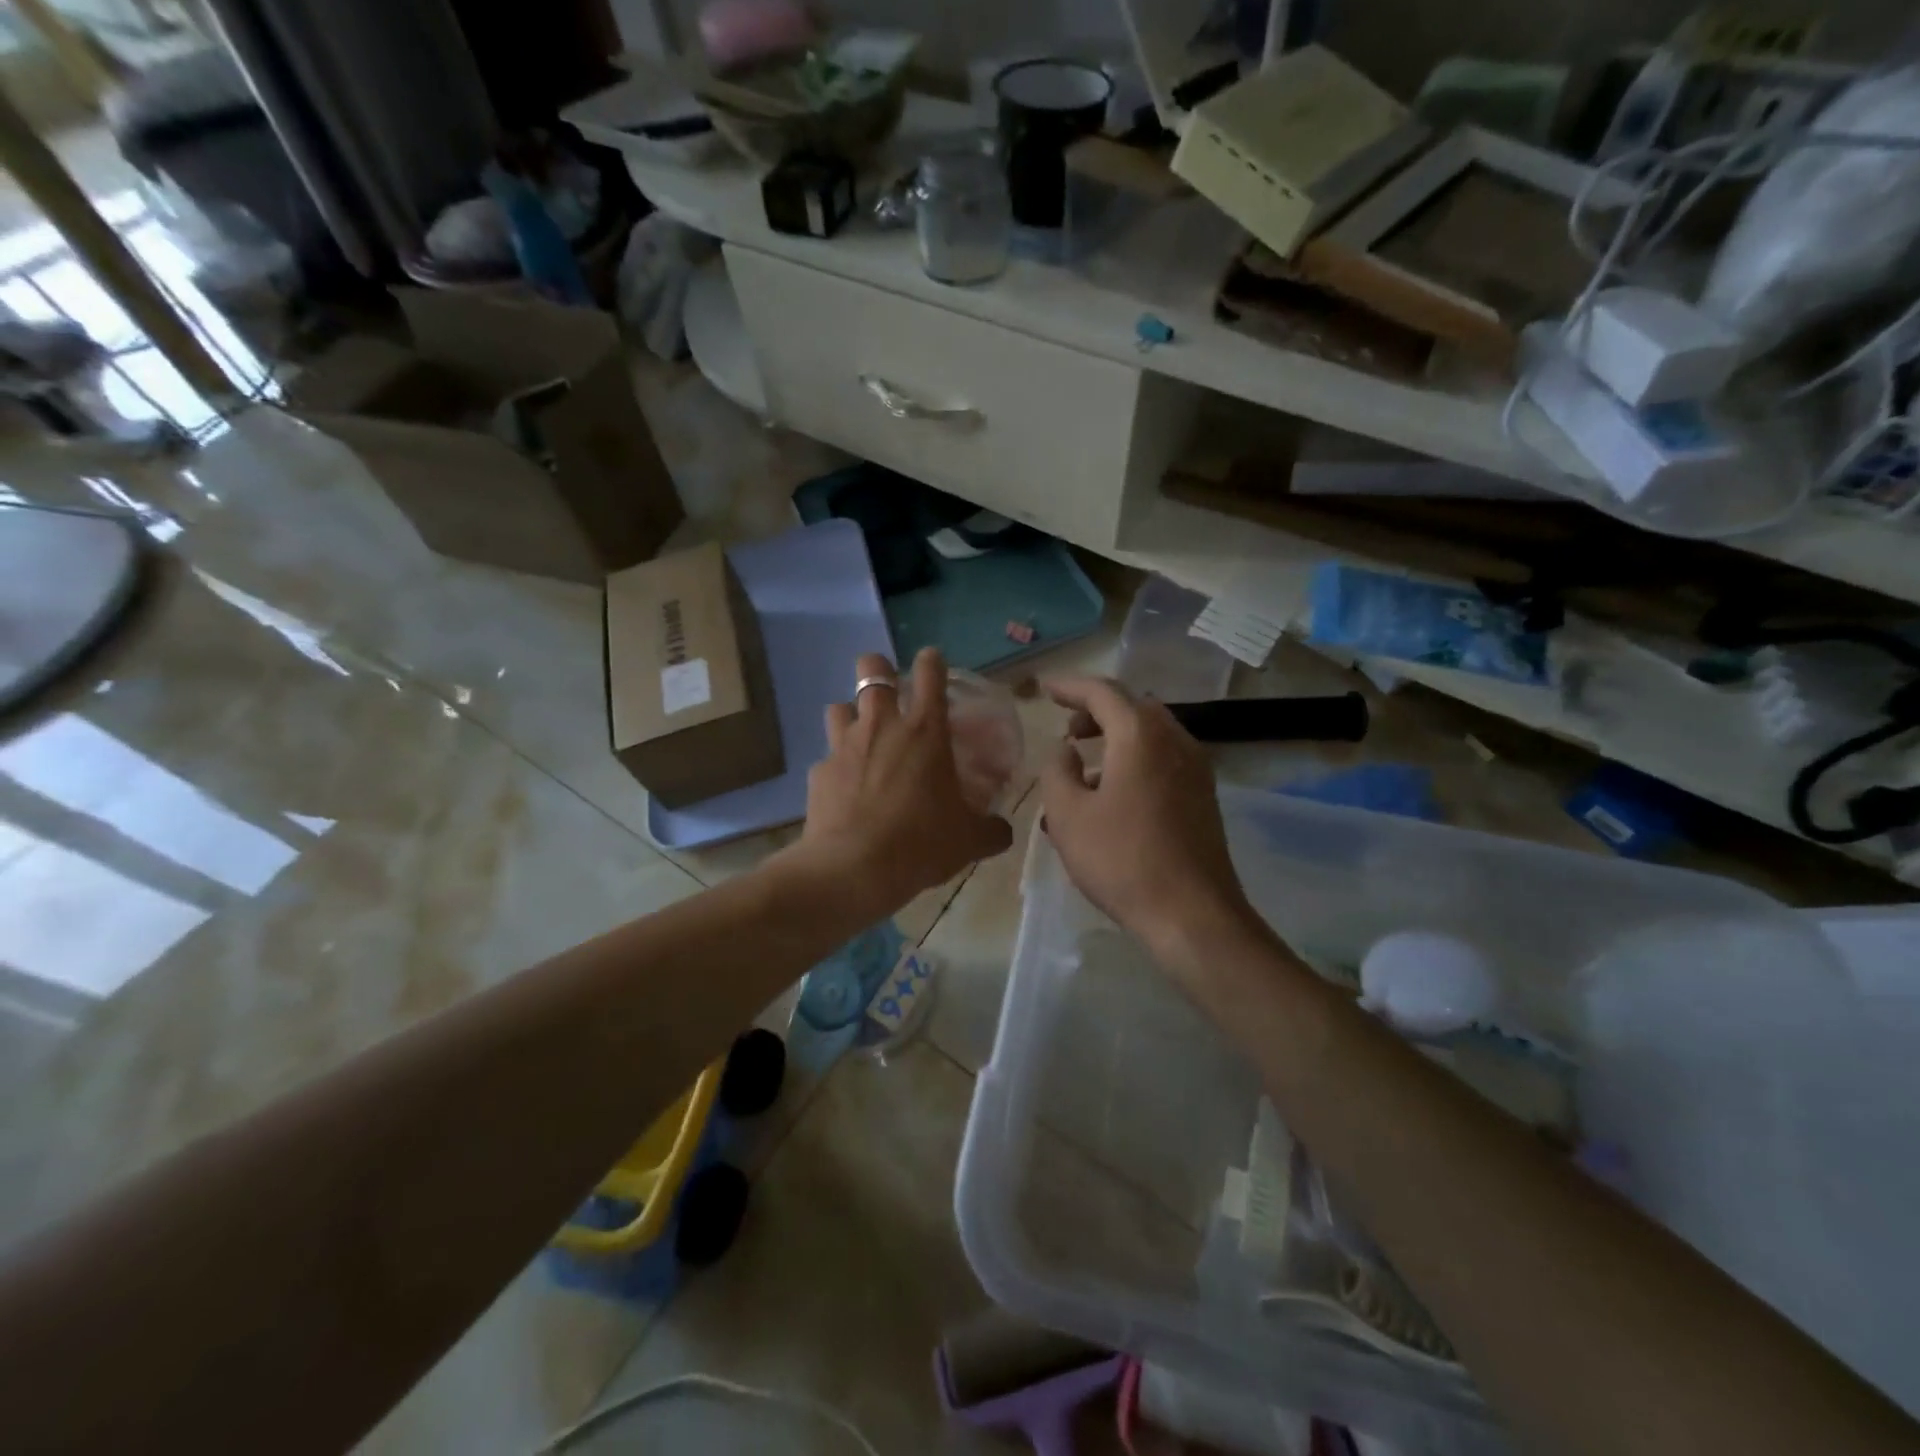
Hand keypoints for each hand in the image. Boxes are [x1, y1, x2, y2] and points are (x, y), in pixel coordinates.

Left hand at [792, 649, 1013, 910]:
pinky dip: (837, 766)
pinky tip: (846, 790)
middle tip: (890, 695)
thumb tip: (1003, 831)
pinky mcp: (819, 772)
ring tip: (863, 739)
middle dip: (879, 670)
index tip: (932, 663)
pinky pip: (827, 757)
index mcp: (925, 730)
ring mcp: (844, 746)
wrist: (854, 869)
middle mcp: (882, 726)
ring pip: (839, 706)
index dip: (931, 661)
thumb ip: (991, 829)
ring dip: (852, 715)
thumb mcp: (969, 840)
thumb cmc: (921, 843)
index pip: (929, 672)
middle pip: (871, 669)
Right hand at [1038, 676, 1257, 963]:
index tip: (1045, 688)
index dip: (1070, 686)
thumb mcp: (1068, 815)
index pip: (1102, 692)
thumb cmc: (1122, 859)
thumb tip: (1064, 751)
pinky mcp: (1203, 796)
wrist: (1192, 913)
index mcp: (1140, 735)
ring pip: (1150, 735)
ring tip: (1082, 769)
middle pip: (1132, 707)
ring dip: (1115, 739)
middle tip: (1067, 729)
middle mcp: (1175, 740)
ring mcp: (1196, 768)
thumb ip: (1056, 771)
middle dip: (1096, 711)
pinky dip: (1134, 760)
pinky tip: (1111, 797)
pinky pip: (1163, 760)